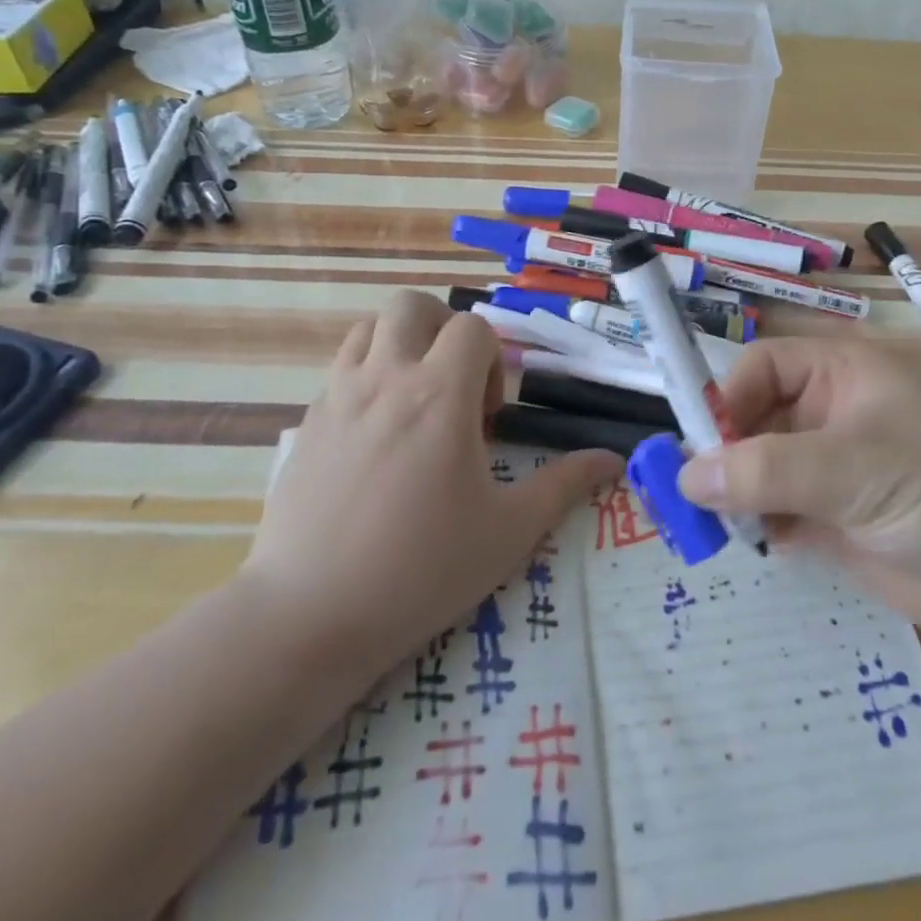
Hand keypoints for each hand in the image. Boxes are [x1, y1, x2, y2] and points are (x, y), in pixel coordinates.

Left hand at [244, 291, 620, 673]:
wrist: (310, 614)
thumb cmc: (421, 569)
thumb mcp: (508, 531)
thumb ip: (564, 485)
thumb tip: (614, 460)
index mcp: (439, 393)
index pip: (472, 327)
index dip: (493, 358)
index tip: (490, 415)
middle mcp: (386, 378)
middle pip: (412, 306)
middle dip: (442, 330)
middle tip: (453, 386)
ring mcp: (338, 396)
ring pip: (368, 328)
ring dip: (399, 345)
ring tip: (414, 399)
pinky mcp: (307, 422)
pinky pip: (340, 370)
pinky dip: (366, 377)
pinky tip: (375, 436)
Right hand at [679, 338, 920, 640]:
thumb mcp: (858, 469)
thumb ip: (770, 470)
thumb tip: (685, 477)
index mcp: (838, 374)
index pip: (759, 368)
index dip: (726, 399)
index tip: (701, 448)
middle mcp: (827, 414)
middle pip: (750, 418)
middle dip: (721, 453)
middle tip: (692, 498)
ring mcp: (828, 469)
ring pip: (755, 468)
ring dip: (732, 493)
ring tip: (717, 527)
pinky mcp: (831, 518)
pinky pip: (772, 510)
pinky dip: (754, 525)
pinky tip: (752, 544)